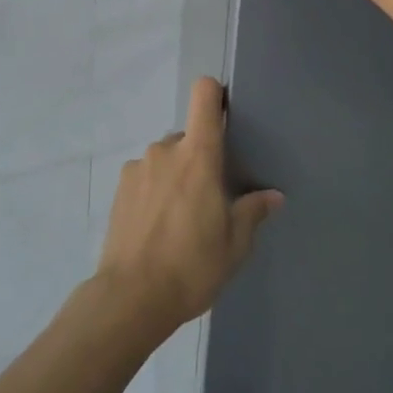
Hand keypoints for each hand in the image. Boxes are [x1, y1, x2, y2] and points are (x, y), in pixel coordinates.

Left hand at [94, 77, 282, 335]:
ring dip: (174, 177)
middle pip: (188, 137)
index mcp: (198, 155)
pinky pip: (144, 177)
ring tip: (178, 219)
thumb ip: (252, 212)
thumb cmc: (191, 265)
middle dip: (198, 158)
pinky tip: (155, 227)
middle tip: (207, 198)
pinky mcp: (118, 188)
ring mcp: (137, 168)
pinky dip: (153, 191)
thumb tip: (273, 196)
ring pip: (165, 159)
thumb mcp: (235, 244)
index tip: (225, 115)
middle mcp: (165, 150)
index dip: (215, 95)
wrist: (131, 297)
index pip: (204, 95)